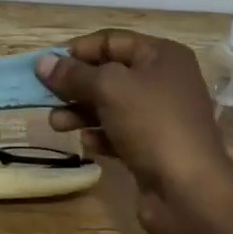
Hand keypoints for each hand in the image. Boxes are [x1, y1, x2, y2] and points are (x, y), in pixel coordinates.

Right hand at [38, 31, 232, 233]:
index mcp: (162, 56)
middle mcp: (163, 81)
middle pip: (109, 74)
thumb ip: (74, 74)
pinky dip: (100, 135)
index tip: (47, 64)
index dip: (78, 50)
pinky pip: (118, 133)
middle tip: (44, 96)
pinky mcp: (153, 148)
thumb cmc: (152, 124)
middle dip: (75, 85)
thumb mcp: (109, 89)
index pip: (111, 41)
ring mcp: (159, 117)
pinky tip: (87, 145)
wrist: (190, 192)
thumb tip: (42, 62)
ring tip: (55, 124)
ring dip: (80, 112)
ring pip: (110, 106)